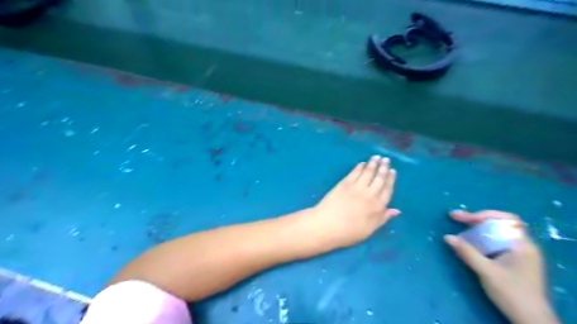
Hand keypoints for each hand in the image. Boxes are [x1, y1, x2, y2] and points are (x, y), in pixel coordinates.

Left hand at [312, 155, 402, 248]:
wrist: (326, 225)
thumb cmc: (348, 232)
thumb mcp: (369, 230)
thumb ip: (382, 218)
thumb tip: (396, 210)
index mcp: (377, 207)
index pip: (387, 190)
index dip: (390, 180)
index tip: (392, 171)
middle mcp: (369, 194)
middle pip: (378, 179)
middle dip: (383, 168)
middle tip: (386, 159)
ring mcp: (356, 187)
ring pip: (367, 173)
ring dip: (373, 164)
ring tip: (377, 157)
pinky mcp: (344, 183)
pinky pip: (354, 173)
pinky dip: (359, 167)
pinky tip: (362, 163)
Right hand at [446, 210, 558, 323]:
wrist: (530, 319)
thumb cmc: (512, 293)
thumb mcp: (487, 272)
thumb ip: (467, 253)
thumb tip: (447, 237)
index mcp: (522, 245)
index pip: (507, 219)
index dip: (485, 215)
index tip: (466, 218)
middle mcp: (522, 246)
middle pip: (498, 224)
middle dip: (476, 219)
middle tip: (455, 217)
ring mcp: (518, 254)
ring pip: (495, 233)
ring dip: (476, 228)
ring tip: (459, 226)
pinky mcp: (512, 261)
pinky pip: (494, 243)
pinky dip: (480, 239)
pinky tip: (469, 241)